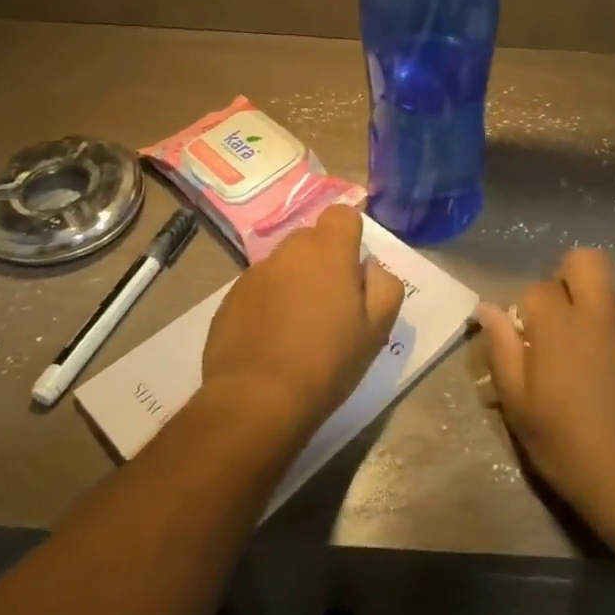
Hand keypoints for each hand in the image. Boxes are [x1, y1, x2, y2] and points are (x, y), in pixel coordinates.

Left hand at [203, 205, 404, 441]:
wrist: (256, 400)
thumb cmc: (327, 361)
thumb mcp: (377, 328)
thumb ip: (384, 285)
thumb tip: (369, 267)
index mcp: (328, 250)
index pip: (342, 214)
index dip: (351, 234)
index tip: (354, 267)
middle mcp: (289, 251)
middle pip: (312, 239)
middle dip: (324, 261)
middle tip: (332, 303)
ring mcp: (254, 273)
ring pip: (285, 265)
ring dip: (295, 282)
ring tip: (299, 327)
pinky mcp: (230, 298)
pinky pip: (260, 289)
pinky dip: (269, 304)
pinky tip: (272, 340)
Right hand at [477, 249, 614, 539]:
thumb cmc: (567, 445)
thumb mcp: (519, 406)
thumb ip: (502, 350)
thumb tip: (487, 309)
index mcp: (559, 324)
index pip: (537, 288)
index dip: (528, 310)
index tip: (528, 339)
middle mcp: (600, 313)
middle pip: (586, 260)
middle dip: (570, 276)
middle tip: (564, 317)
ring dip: (600, 309)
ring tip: (595, 351)